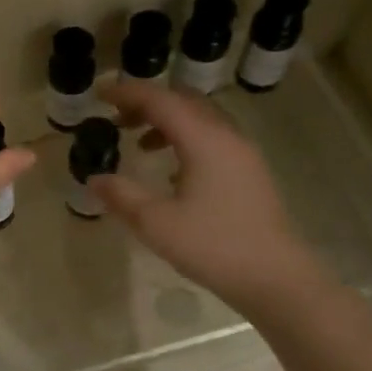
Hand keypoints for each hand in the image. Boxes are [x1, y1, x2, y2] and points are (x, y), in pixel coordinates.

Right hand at [90, 80, 328, 313]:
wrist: (276, 279)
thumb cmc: (213, 246)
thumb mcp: (156, 223)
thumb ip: (122, 195)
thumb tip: (95, 178)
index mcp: (204, 140)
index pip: (160, 101)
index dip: (127, 92)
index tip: (99, 92)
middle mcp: (226, 137)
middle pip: (184, 101)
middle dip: (148, 102)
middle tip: (116, 115)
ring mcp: (243, 154)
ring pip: (201, 119)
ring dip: (167, 120)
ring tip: (139, 141)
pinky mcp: (249, 172)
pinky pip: (212, 138)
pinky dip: (185, 138)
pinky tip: (170, 169)